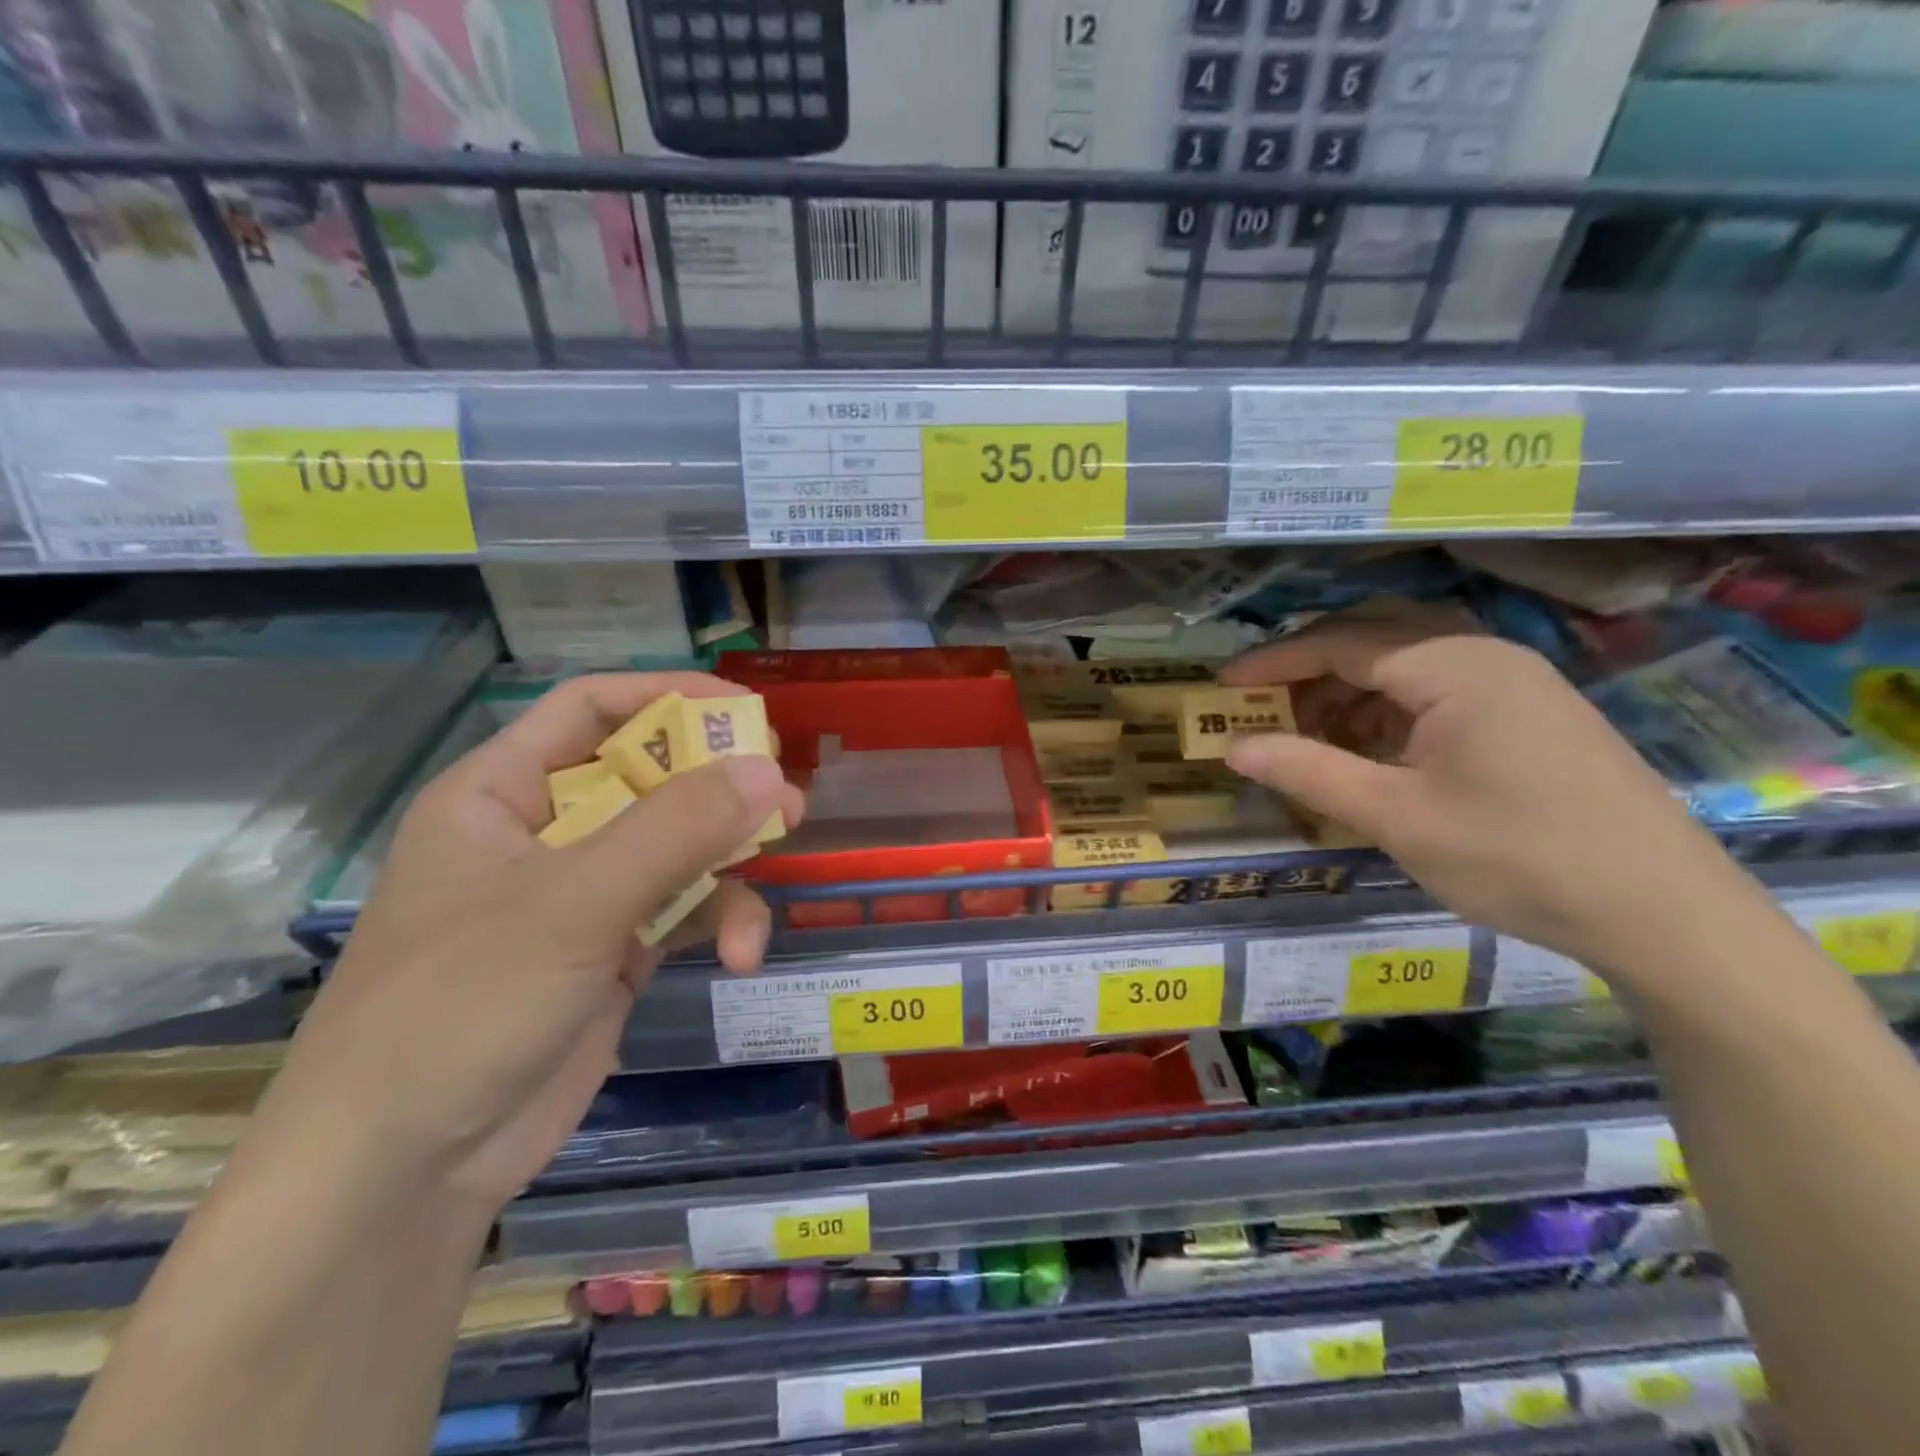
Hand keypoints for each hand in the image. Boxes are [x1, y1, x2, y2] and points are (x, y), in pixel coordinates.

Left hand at [250, 673, 802, 1215]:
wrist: (402, 1175)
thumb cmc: (462, 1006)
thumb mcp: (575, 903)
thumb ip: (677, 830)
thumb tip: (772, 773)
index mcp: (502, 794)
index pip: (591, 710)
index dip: (669, 698)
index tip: (747, 714)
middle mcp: (544, 834)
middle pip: (648, 778)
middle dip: (717, 790)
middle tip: (783, 798)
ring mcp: (580, 896)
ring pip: (676, 848)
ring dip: (725, 867)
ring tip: (766, 883)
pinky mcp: (612, 951)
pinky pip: (681, 910)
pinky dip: (716, 922)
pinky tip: (740, 955)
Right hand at [1220, 603, 1747, 976]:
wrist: (1663, 913)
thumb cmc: (1516, 856)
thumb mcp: (1395, 816)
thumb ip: (1308, 772)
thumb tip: (1234, 748)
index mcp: (1452, 665)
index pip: (1340, 643)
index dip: (1274, 663)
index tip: (1222, 686)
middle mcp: (1485, 656)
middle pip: (1373, 641)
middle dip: (1309, 672)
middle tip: (1261, 708)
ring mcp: (1515, 683)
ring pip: (1406, 668)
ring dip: (1348, 695)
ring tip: (1306, 738)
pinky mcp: (1531, 714)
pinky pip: (1438, 693)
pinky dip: (1389, 714)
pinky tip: (1370, 754)